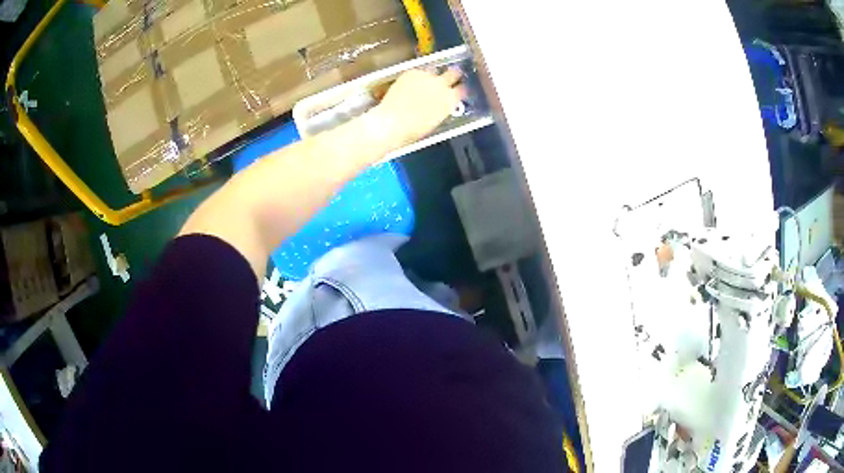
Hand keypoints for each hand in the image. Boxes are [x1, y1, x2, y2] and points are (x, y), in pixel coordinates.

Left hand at [373, 69, 463, 148]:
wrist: (392, 122)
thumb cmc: (414, 130)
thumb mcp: (436, 120)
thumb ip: (443, 108)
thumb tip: (442, 103)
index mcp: (450, 100)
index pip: (463, 89)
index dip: (461, 89)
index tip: (458, 90)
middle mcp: (442, 85)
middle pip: (454, 73)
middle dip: (453, 74)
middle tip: (449, 77)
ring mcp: (426, 76)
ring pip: (435, 71)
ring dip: (433, 76)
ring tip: (424, 83)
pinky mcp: (412, 72)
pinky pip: (418, 72)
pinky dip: (416, 77)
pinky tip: (410, 85)